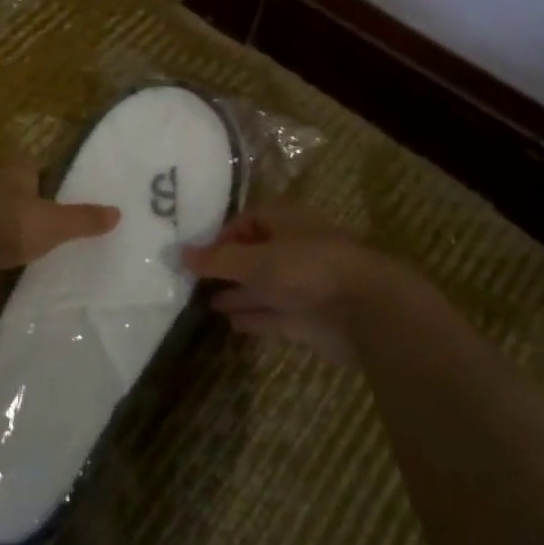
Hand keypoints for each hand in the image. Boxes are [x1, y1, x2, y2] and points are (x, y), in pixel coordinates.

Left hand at [0, 160, 120, 274]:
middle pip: (15, 192)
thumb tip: (119, 213)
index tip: (61, 198)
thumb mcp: (53, 224)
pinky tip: (3, 265)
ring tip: (31, 250)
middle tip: (51, 227)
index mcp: (16, 172)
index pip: (35, 169)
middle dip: (28, 206)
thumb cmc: (6, 224)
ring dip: (8, 229)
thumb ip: (83, 220)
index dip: (48, 181)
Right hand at [182, 206, 379, 365]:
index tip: (198, 255)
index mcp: (286, 223)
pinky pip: (273, 314)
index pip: (248, 221)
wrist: (365, 311)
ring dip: (237, 293)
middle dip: (227, 267)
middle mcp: (294, 250)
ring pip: (263, 287)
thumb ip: (217, 260)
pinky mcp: (308, 318)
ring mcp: (302, 286)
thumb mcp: (256, 260)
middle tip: (192, 280)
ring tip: (203, 302)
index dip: (223, 236)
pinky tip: (228, 323)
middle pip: (254, 255)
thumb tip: (178, 253)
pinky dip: (252, 317)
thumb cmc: (308, 269)